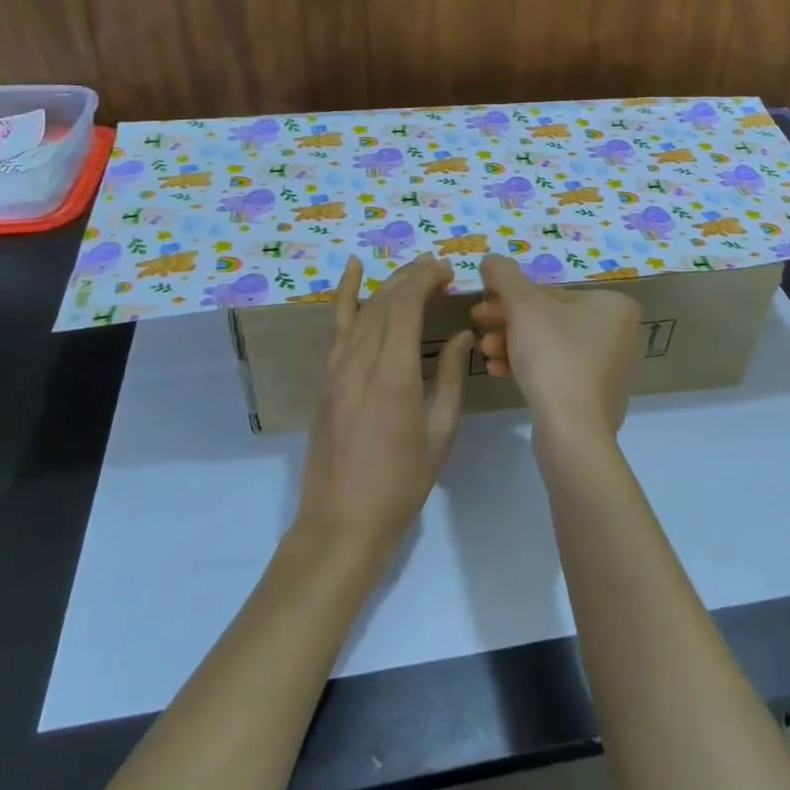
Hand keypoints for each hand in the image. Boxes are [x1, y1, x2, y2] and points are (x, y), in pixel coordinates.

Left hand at [297, 255, 471, 558]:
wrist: (343, 520)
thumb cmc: (402, 483)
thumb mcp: (440, 432)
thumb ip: (452, 378)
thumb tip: (462, 337)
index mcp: (394, 375)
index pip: (406, 306)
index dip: (426, 280)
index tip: (449, 271)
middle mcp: (361, 362)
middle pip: (385, 302)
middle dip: (413, 277)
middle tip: (441, 269)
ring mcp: (337, 369)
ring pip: (363, 310)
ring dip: (389, 284)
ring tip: (415, 270)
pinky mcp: (327, 379)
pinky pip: (336, 327)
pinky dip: (344, 295)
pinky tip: (352, 270)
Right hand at [471, 254, 638, 454]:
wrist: (572, 430)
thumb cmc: (553, 356)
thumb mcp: (523, 306)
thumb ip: (504, 275)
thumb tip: (491, 259)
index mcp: (614, 304)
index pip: (550, 294)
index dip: (509, 300)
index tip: (479, 311)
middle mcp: (621, 332)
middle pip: (550, 319)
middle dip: (508, 325)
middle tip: (477, 330)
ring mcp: (611, 367)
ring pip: (550, 345)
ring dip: (512, 345)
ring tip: (486, 356)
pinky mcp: (597, 396)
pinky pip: (559, 370)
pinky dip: (529, 367)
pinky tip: (500, 372)